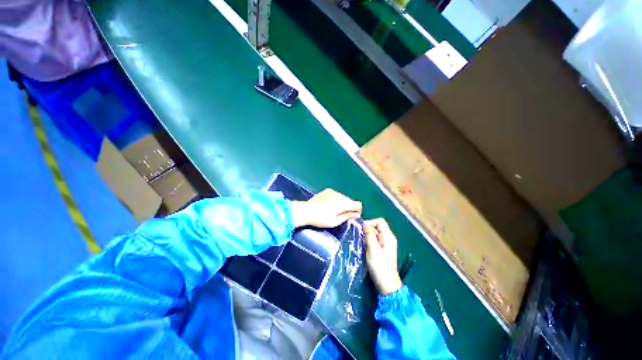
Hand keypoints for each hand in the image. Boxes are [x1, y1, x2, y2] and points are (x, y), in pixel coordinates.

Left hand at [291, 189, 361, 227]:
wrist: (306, 211)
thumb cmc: (321, 219)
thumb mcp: (335, 221)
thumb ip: (347, 217)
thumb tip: (356, 215)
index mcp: (344, 203)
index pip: (357, 204)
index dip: (358, 211)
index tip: (353, 217)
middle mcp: (340, 195)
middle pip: (350, 201)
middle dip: (349, 208)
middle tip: (343, 216)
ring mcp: (333, 192)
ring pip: (343, 198)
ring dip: (342, 203)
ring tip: (334, 211)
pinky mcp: (327, 191)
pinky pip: (336, 195)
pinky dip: (336, 200)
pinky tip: (328, 206)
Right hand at [364, 218, 402, 294]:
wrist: (387, 284)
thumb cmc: (380, 266)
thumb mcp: (373, 249)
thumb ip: (369, 235)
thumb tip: (365, 225)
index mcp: (388, 236)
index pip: (380, 221)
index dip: (370, 222)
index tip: (362, 229)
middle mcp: (389, 238)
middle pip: (377, 227)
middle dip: (368, 229)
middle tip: (360, 236)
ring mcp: (387, 244)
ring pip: (376, 233)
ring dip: (368, 235)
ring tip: (361, 242)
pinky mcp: (384, 250)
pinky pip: (376, 240)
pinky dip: (370, 241)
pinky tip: (365, 247)